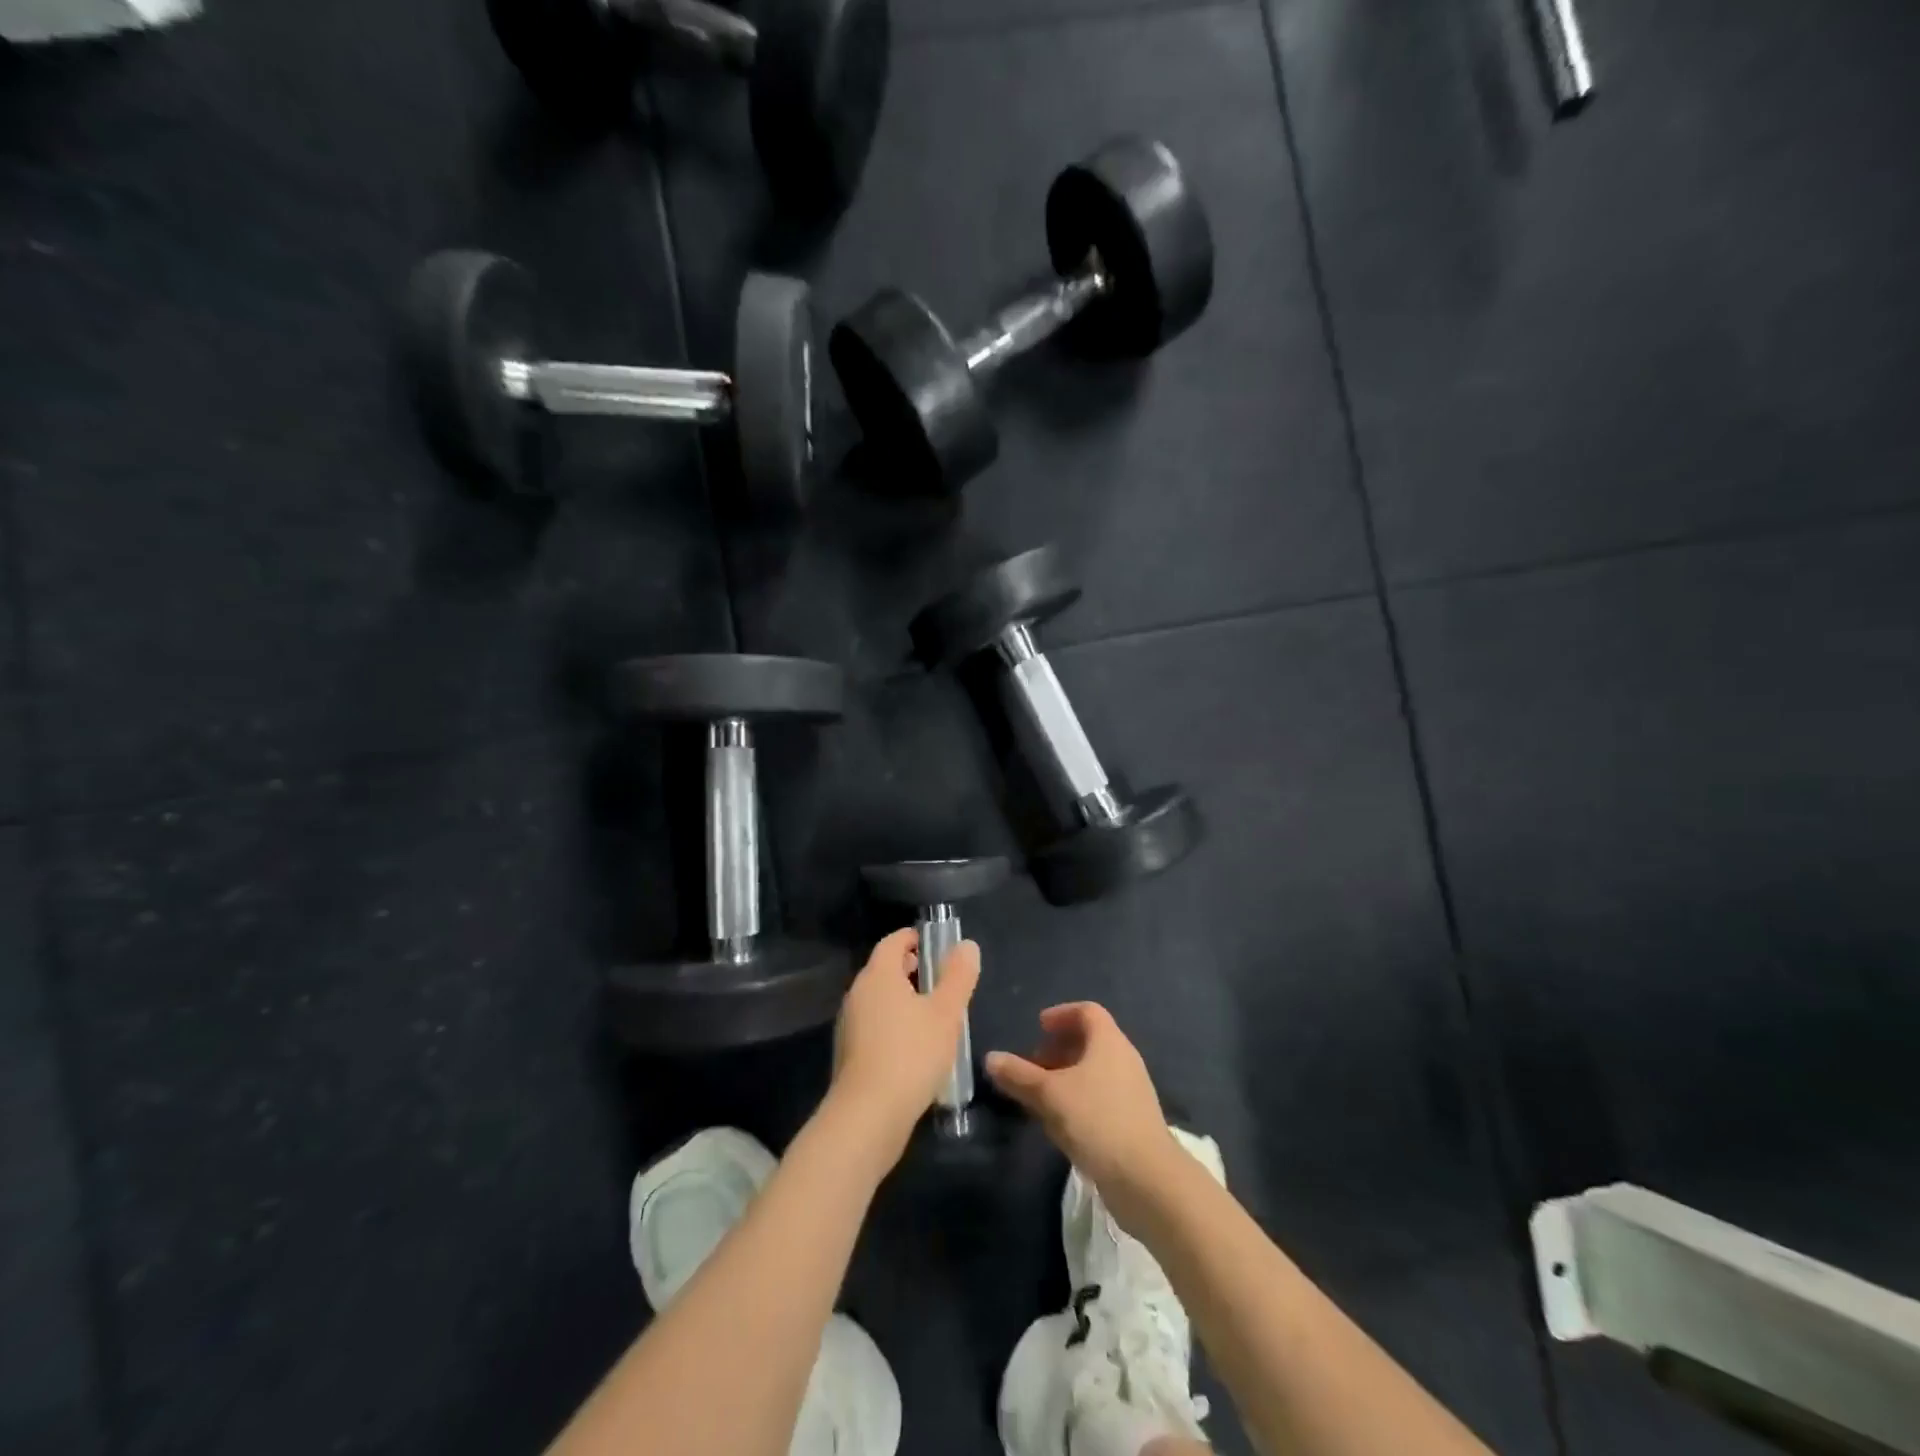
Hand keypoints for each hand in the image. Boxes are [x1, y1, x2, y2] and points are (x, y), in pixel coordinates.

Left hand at [829, 927, 979, 1165]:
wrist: (867, 1116)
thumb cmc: (911, 1054)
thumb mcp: (946, 1013)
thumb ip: (958, 976)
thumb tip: (966, 945)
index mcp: (878, 975)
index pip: (893, 941)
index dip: (914, 938)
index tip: (936, 944)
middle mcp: (858, 993)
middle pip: (884, 969)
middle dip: (911, 969)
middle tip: (941, 980)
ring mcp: (849, 1025)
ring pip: (879, 999)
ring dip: (903, 999)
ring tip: (933, 1015)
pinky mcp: (849, 1054)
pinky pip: (874, 1026)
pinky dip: (893, 1024)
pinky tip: (915, 1048)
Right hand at [985, 1002, 1182, 1231]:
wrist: (1148, 1180)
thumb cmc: (1097, 1121)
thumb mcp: (1050, 1095)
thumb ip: (1019, 1075)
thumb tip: (991, 1058)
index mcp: (1109, 1042)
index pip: (1087, 1012)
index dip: (1061, 1014)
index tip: (1038, 1028)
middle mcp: (1123, 1060)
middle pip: (1089, 1042)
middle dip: (1057, 1050)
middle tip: (1031, 1066)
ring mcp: (1131, 1092)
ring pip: (1092, 1073)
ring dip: (1064, 1079)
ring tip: (1038, 1098)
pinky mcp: (1132, 1122)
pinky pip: (1099, 1098)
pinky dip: (1077, 1101)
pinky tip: (1059, 1126)